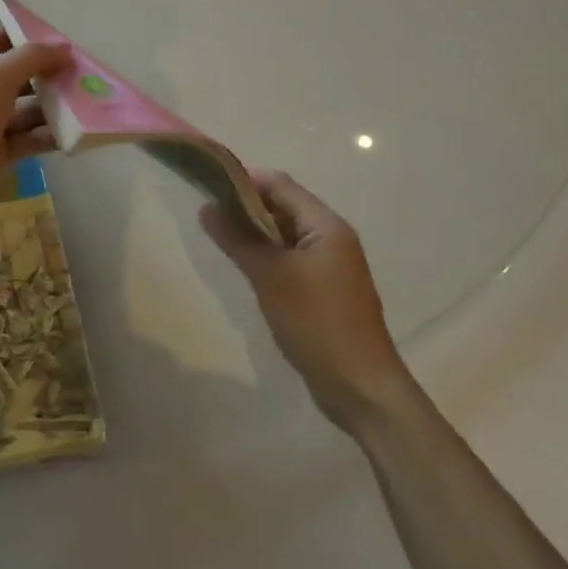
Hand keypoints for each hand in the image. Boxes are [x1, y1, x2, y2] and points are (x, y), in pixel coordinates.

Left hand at [0, 30, 70, 257]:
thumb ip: (31, 59)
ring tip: (87, 102)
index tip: (54, 44)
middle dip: (44, 74)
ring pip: (20, 109)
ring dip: (50, 106)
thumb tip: (64, 48)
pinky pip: (23, 138)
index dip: (18, 38)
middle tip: (81, 75)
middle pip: (10, 74)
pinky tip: (75, 132)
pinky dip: (45, 135)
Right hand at [201, 170, 414, 435]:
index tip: (209, 186)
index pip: (280, 185)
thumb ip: (237, 238)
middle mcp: (331, 237)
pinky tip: (245, 266)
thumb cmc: (317, 323)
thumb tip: (207, 208)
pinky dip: (267, 254)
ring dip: (254, 231)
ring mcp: (330, 264)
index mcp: (326, 226)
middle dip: (246, 205)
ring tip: (220, 237)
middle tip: (209, 213)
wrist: (360, 388)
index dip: (244, 180)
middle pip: (283, 205)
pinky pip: (290, 257)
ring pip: (285, 233)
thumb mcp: (270, 276)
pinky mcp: (324, 288)